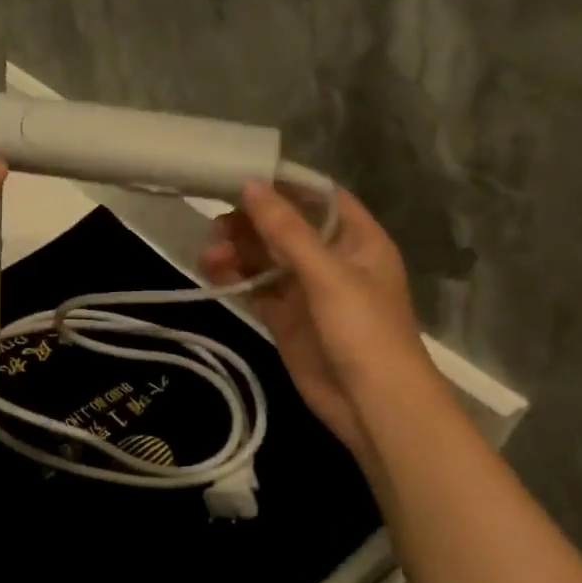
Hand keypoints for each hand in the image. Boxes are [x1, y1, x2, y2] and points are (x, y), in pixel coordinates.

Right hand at [201, 181, 437, 466]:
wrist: (372, 404)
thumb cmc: (363, 330)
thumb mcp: (327, 274)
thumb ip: (287, 231)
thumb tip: (250, 186)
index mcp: (356, 240)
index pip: (318, 198)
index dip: (283, 186)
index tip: (241, 178)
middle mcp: (331, 260)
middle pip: (285, 228)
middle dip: (250, 224)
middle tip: (215, 227)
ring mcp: (307, 291)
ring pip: (265, 259)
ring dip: (237, 252)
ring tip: (209, 256)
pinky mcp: (286, 319)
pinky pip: (256, 290)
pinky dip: (235, 280)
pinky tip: (213, 273)